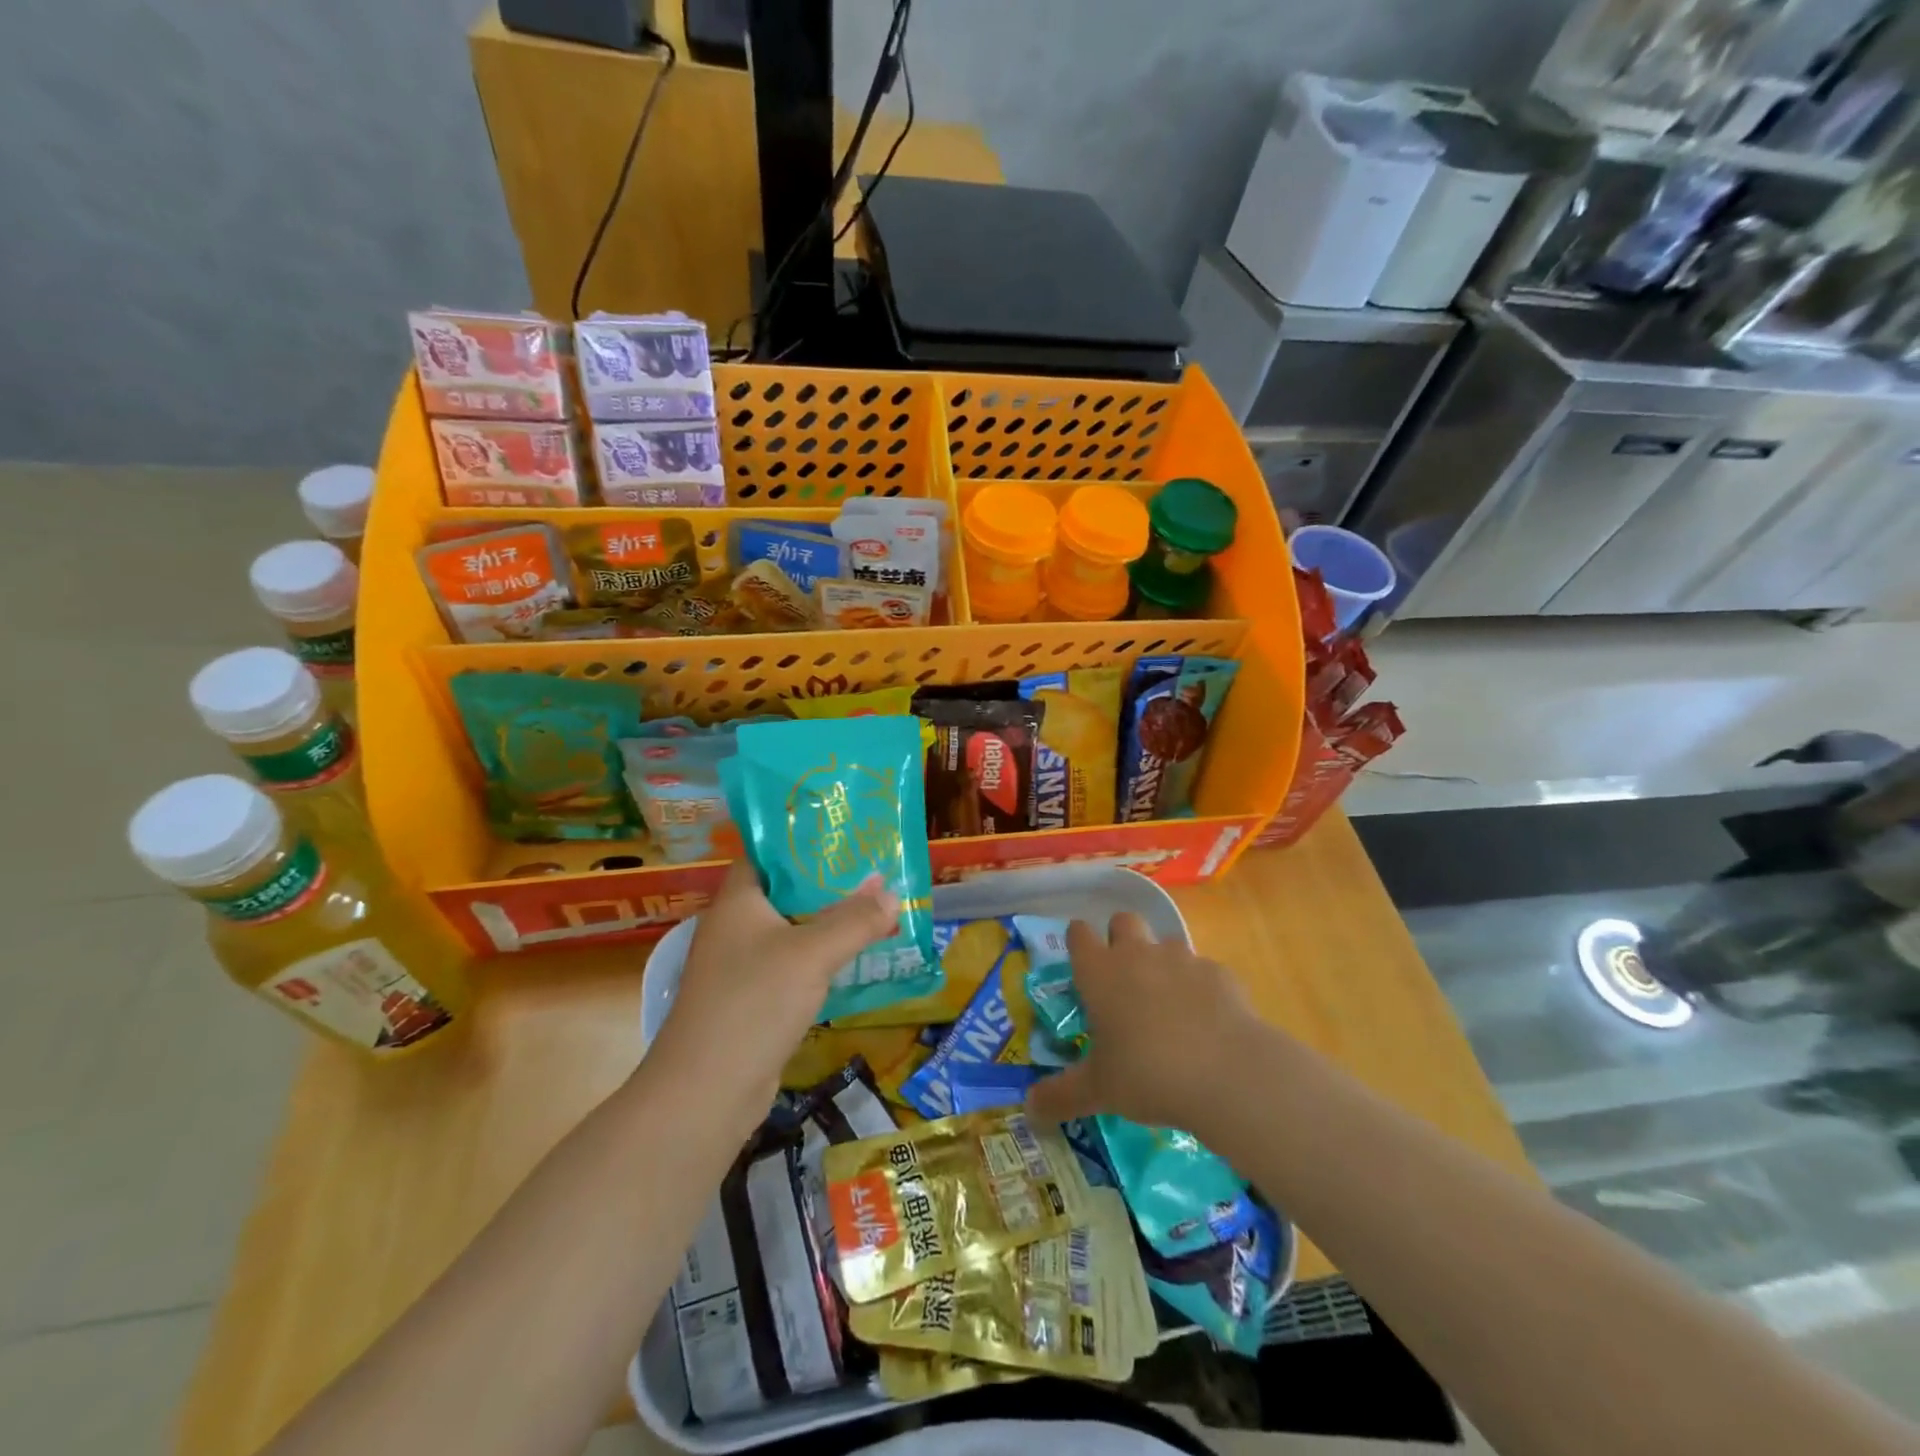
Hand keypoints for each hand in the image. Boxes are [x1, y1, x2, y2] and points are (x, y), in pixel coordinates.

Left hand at [647, 859, 900, 1122]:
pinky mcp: (754, 1000)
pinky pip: (794, 965)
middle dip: (831, 883)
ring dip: (831, 923)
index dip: (806, 840)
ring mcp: (742, 965)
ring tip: (877, 909)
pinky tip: (856, 958)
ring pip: (794, 930)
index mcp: (738, 900)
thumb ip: (854, 920)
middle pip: (787, 891)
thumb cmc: (754, 1003)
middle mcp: (736, 926)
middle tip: (876, 872)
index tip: (848, 835)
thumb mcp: (812, 953)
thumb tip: (892, 894)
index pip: (770, 852)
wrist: (706, 1092)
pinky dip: (822, 958)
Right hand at [1025, 912, 1263, 1134]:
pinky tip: (1206, 1022)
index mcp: (1100, 973)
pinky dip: (1199, 988)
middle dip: (1120, 938)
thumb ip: (1060, 1096)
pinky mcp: (1219, 972)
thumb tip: (1028, 1110)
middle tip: (1123, 978)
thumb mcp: (1098, 1091)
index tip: (1081, 962)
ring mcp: (1181, 959)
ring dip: (1161, 963)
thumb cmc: (1148, 1074)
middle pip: (1123, 920)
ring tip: (1167, 1005)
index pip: (1078, 934)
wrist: (1227, 1072)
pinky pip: (1203, 970)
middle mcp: (1137, 954)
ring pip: (1165, 943)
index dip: (1078, 942)